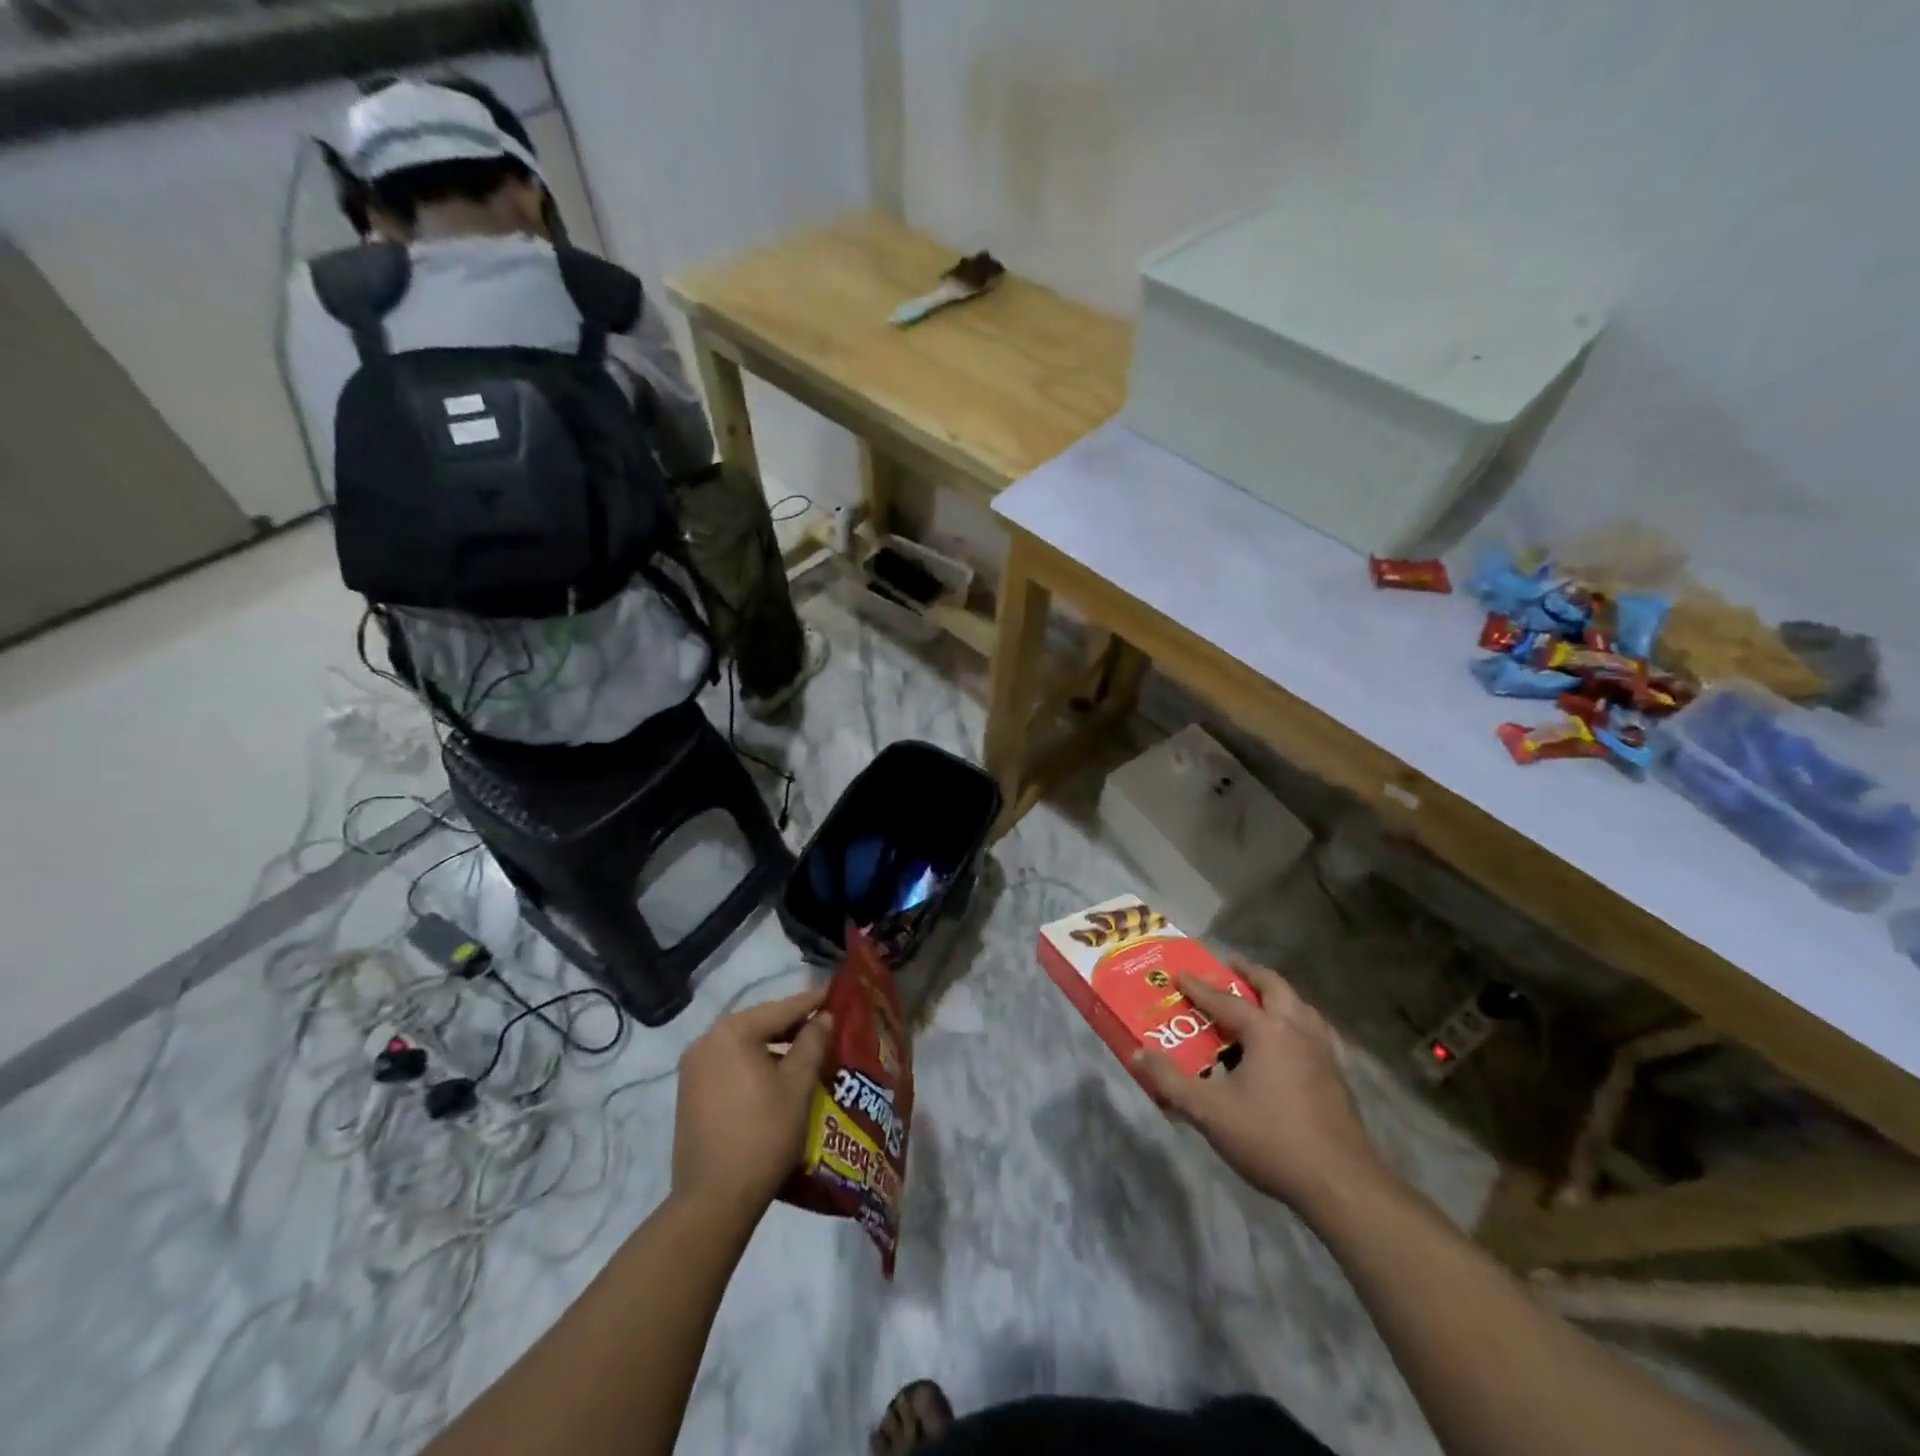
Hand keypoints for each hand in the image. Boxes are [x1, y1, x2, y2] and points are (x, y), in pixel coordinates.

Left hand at [672, 986, 832, 1219]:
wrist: (714, 1200)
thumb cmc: (763, 1134)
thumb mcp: (798, 1085)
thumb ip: (812, 1043)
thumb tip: (823, 1017)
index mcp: (732, 1032)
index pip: (781, 1008)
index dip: (812, 1002)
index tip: (836, 993)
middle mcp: (706, 1041)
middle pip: (759, 1024)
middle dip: (793, 1026)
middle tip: (826, 1025)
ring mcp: (693, 1069)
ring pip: (744, 1046)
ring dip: (774, 1047)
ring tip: (807, 1052)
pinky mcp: (690, 1094)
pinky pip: (730, 1065)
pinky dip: (754, 1065)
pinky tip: (777, 1077)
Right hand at [1133, 959, 1383, 1213]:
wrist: (1340, 1184)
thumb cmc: (1270, 1138)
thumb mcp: (1209, 1112)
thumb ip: (1170, 1081)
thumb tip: (1138, 1053)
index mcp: (1267, 1030)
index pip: (1225, 1000)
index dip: (1199, 987)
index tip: (1180, 974)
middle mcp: (1298, 1030)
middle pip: (1274, 987)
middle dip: (1250, 974)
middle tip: (1230, 968)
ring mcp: (1324, 1052)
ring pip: (1301, 1007)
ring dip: (1278, 995)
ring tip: (1261, 999)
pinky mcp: (1339, 1076)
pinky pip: (1316, 1032)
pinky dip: (1299, 1023)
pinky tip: (1294, 1043)